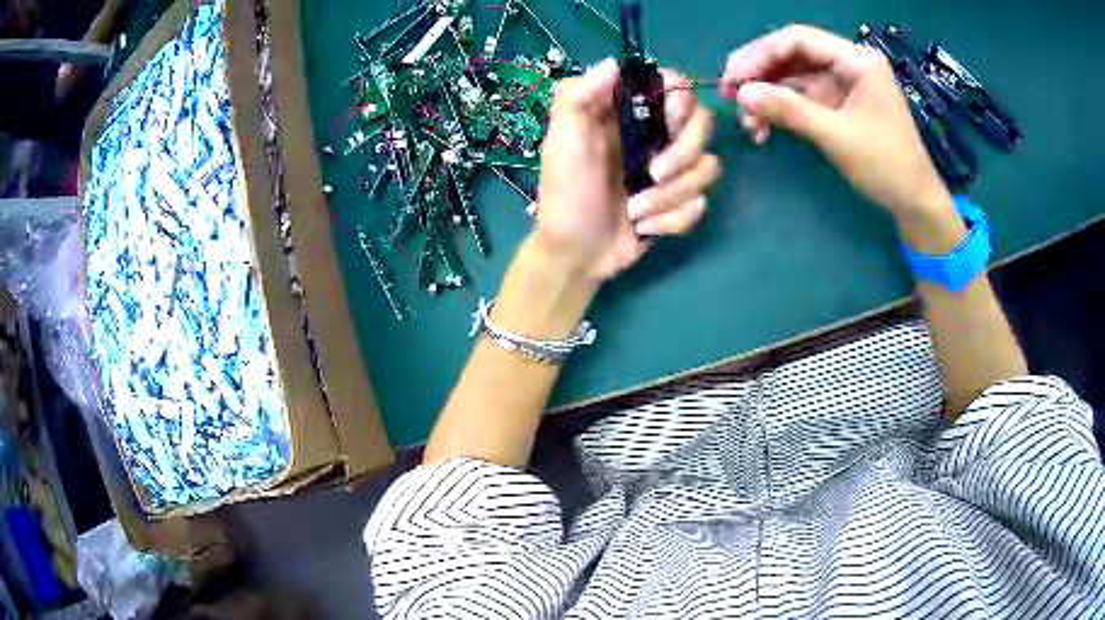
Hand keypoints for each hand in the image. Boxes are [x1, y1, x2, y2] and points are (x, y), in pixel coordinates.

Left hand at [534, 58, 720, 282]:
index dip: (680, 100)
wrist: (577, 254)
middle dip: (682, 155)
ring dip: (671, 196)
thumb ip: (577, 98)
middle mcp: (655, 134)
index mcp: (628, 113)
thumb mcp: (562, 142)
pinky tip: (644, 227)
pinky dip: (673, 220)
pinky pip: (700, 205)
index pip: (674, 86)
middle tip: (652, 174)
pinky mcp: (679, 201)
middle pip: (703, 124)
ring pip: (708, 168)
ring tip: (635, 210)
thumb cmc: (566, 194)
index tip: (668, 121)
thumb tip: (612, 63)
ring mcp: (671, 168)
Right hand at [720, 25, 952, 220]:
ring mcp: (843, 83)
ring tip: (748, 123)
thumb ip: (789, 110)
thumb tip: (741, 94)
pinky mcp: (839, 103)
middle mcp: (848, 63)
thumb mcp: (837, 136)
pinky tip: (765, 128)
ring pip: (793, 76)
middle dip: (760, 73)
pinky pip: (802, 97)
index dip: (762, 54)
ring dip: (768, 95)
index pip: (799, 39)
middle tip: (729, 93)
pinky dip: (782, 109)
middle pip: (792, 54)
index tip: (734, 78)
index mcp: (857, 60)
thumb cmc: (886, 166)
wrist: (915, 203)